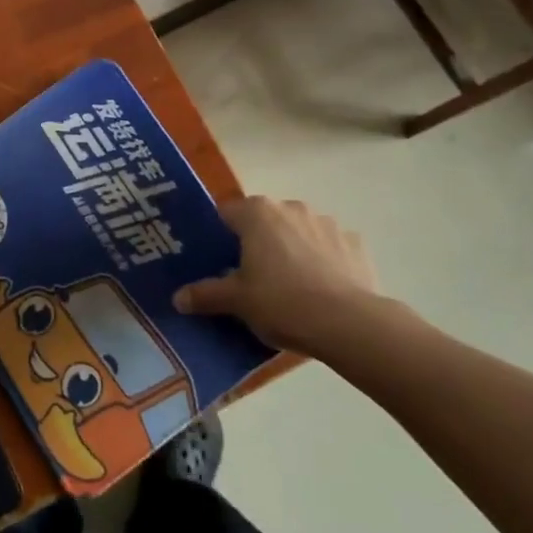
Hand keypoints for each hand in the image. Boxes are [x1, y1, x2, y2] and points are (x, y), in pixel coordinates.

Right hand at [174, 196, 384, 351]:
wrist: (349, 324)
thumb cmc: (282, 303)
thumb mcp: (237, 302)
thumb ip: (205, 295)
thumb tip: (177, 298)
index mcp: (257, 213)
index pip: (226, 212)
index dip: (219, 235)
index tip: (218, 259)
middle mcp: (290, 207)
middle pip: (264, 220)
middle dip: (257, 242)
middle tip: (250, 276)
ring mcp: (326, 223)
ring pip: (298, 231)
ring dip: (291, 248)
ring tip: (290, 286)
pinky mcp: (355, 243)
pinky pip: (329, 248)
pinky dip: (323, 261)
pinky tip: (322, 290)